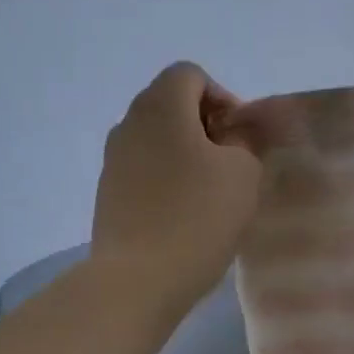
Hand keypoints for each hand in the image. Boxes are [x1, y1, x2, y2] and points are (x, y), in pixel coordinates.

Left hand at [92, 62, 263, 313]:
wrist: (139, 279)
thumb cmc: (197, 217)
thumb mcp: (243, 174)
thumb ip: (245, 141)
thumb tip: (233, 134)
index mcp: (160, 106)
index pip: (190, 75)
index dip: (222, 97)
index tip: (240, 138)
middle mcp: (128, 124)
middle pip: (170, 105)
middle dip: (204, 126)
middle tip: (230, 164)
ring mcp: (112, 161)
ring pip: (155, 141)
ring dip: (184, 156)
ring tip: (209, 194)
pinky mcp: (107, 195)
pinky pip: (143, 172)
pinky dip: (165, 181)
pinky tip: (183, 216)